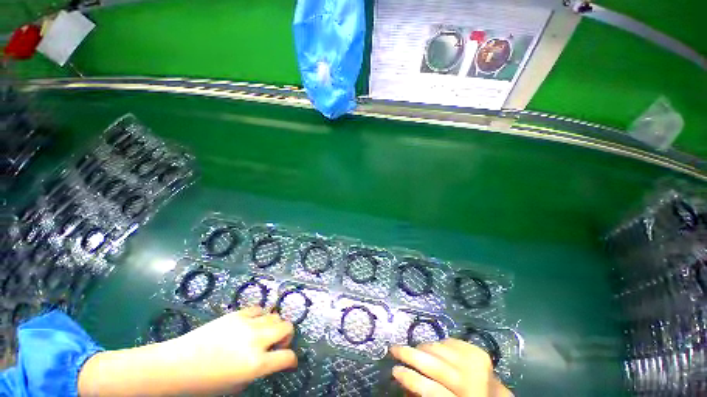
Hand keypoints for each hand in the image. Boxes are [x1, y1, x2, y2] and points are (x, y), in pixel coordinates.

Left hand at [79, 307, 296, 395]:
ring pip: (275, 316)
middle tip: (278, 345)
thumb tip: (269, 359)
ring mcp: (247, 324)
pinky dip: (260, 316)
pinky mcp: (237, 314)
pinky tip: (252, 324)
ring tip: (264, 334)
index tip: (290, 362)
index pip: (287, 357)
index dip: (292, 360)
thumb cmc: (205, 384)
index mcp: (256, 364)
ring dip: (274, 326)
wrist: (177, 365)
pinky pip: (258, 309)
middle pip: (286, 327)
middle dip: (287, 337)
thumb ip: (257, 370)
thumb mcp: (236, 385)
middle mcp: (256, 340)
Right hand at [390, 339, 511, 396]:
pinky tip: (432, 348)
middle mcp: (472, 382)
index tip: (394, 371)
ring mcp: (477, 364)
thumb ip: (425, 395)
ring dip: (422, 347)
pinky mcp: (478, 351)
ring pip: (440, 349)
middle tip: (393, 349)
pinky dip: (437, 344)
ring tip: (412, 349)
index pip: (432, 391)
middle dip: (410, 355)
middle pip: (436, 365)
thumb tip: (402, 381)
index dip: (410, 379)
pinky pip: (449, 341)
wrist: (495, 395)